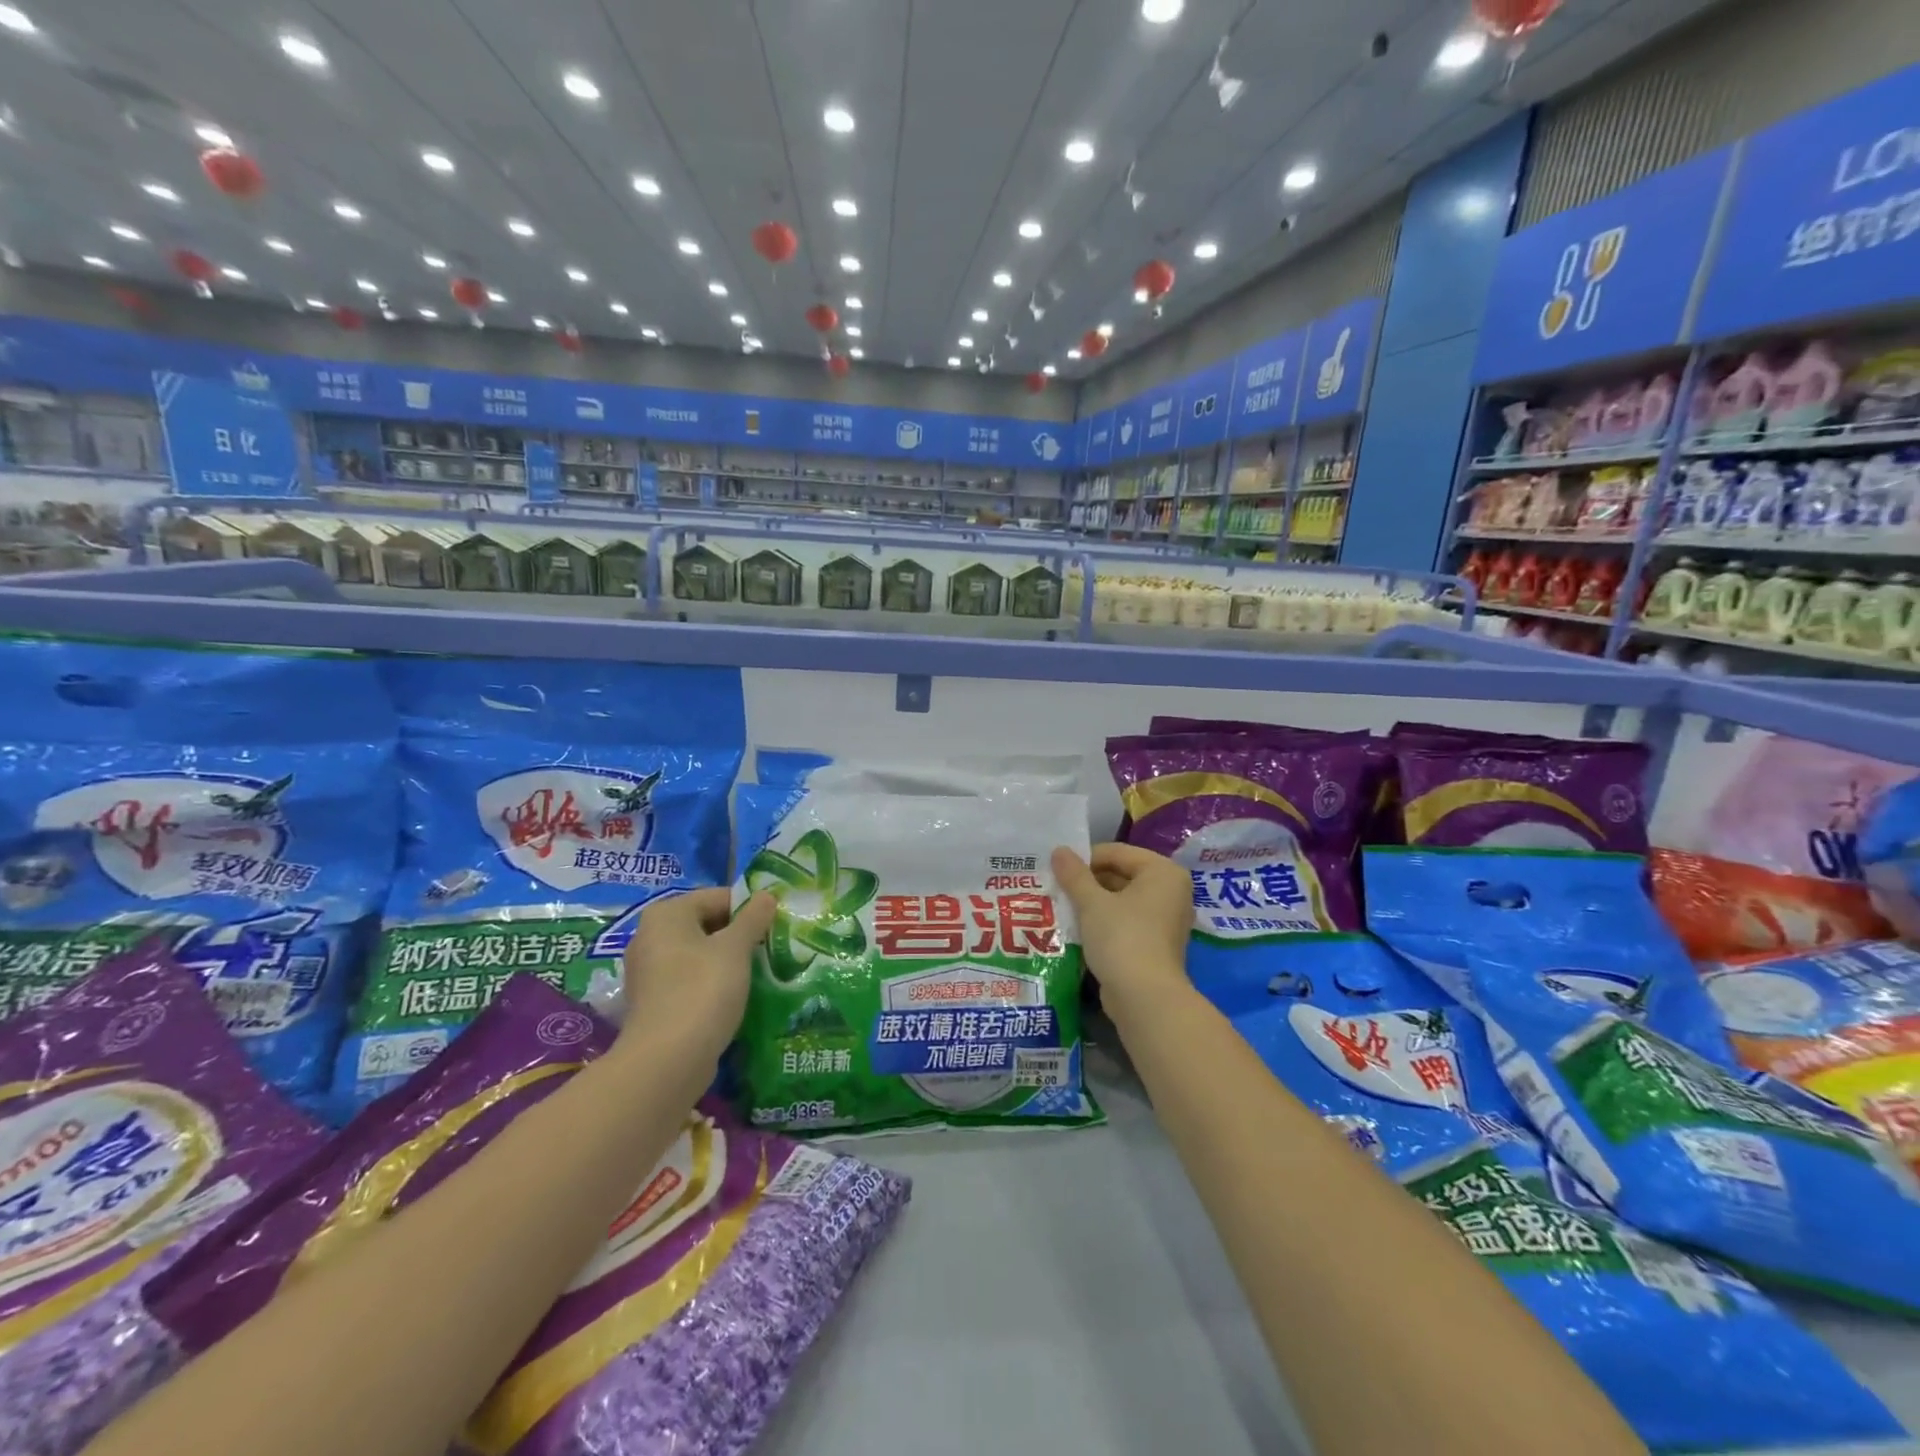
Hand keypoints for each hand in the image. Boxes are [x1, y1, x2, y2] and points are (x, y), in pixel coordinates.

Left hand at [620, 889, 777, 1059]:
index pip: (718, 896)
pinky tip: (734, 996)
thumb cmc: (703, 990)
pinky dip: (711, 983)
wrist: (667, 1060)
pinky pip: (690, 980)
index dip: (750, 908)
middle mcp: (650, 936)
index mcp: (667, 914)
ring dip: (727, 960)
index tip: (775, 925)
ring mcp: (648, 971)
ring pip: (699, 953)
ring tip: (758, 972)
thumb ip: (753, 918)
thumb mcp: (736, 948)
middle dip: (739, 934)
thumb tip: (767, 894)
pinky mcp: (654, 1002)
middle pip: (706, 923)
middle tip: (770, 948)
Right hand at [1051, 843, 1194, 1019]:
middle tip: (1056, 888)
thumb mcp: (1092, 902)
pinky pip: (1127, 921)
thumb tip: (1058, 850)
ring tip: (1062, 906)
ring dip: (1093, 903)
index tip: (1058, 869)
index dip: (1085, 859)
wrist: (1145, 998)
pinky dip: (1104, 921)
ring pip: (1122, 900)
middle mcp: (1171, 891)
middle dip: (1088, 882)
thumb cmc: (1122, 938)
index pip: (1117, 852)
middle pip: (1121, 874)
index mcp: (1163, 872)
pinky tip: (1078, 928)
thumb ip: (1074, 874)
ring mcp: (1166, 919)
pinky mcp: (1157, 943)